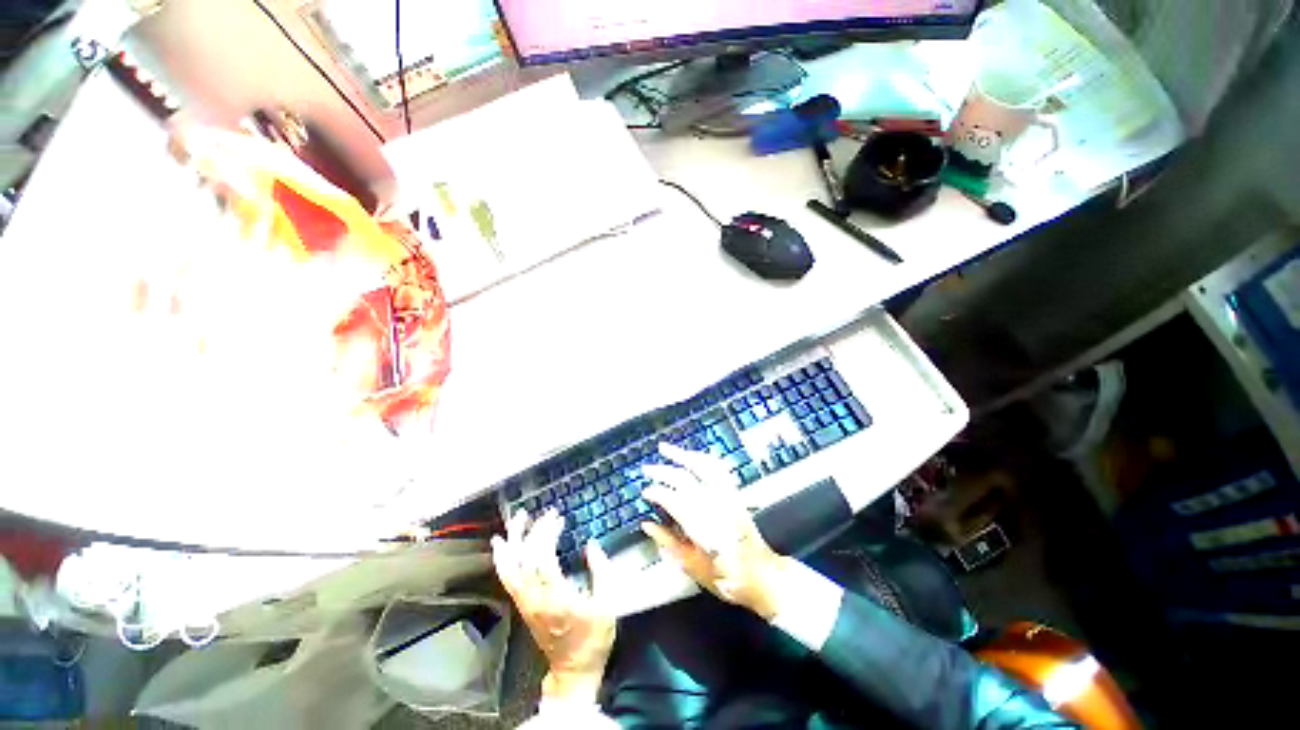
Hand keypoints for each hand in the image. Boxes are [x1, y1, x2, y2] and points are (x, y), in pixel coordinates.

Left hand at [491, 509, 616, 702]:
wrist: (574, 669)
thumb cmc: (593, 638)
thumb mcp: (608, 605)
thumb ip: (602, 572)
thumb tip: (592, 544)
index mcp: (557, 599)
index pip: (543, 560)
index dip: (547, 535)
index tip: (558, 518)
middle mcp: (536, 599)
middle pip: (525, 560)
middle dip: (535, 532)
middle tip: (548, 513)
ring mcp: (526, 603)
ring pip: (511, 568)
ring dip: (513, 540)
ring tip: (518, 518)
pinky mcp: (523, 605)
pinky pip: (508, 578)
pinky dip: (503, 559)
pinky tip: (503, 544)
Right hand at [641, 442, 790, 619]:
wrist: (761, 575)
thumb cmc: (726, 577)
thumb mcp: (692, 566)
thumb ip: (668, 542)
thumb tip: (647, 525)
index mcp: (700, 525)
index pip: (672, 499)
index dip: (656, 493)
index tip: (645, 492)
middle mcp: (713, 505)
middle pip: (684, 479)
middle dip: (662, 471)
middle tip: (647, 469)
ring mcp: (726, 496)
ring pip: (702, 466)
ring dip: (682, 455)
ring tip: (666, 449)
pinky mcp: (734, 494)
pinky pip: (717, 468)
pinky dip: (702, 459)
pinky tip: (692, 456)